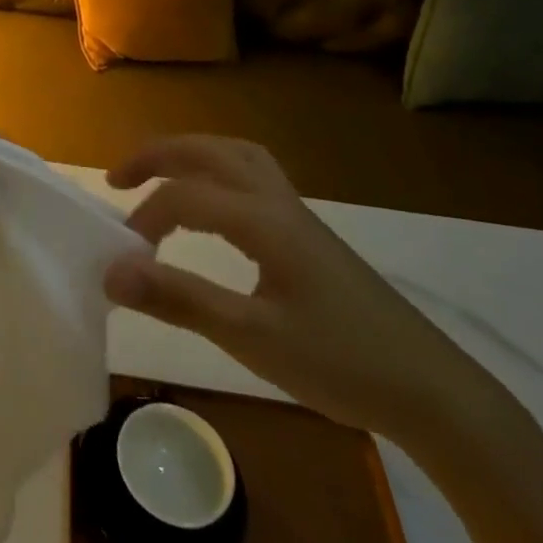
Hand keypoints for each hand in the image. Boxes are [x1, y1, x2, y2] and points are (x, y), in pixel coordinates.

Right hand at [103, 135, 502, 448]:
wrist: (432, 392)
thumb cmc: (340, 363)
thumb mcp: (251, 337)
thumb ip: (178, 299)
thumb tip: (111, 272)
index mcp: (262, 220)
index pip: (184, 197)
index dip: (143, 219)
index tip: (120, 259)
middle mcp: (278, 202)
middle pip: (210, 151)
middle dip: (158, 155)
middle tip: (118, 178)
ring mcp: (298, 215)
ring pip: (238, 156)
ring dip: (192, 155)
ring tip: (161, 177)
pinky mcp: (309, 235)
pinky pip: (254, 177)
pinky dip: (219, 172)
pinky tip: (213, 206)